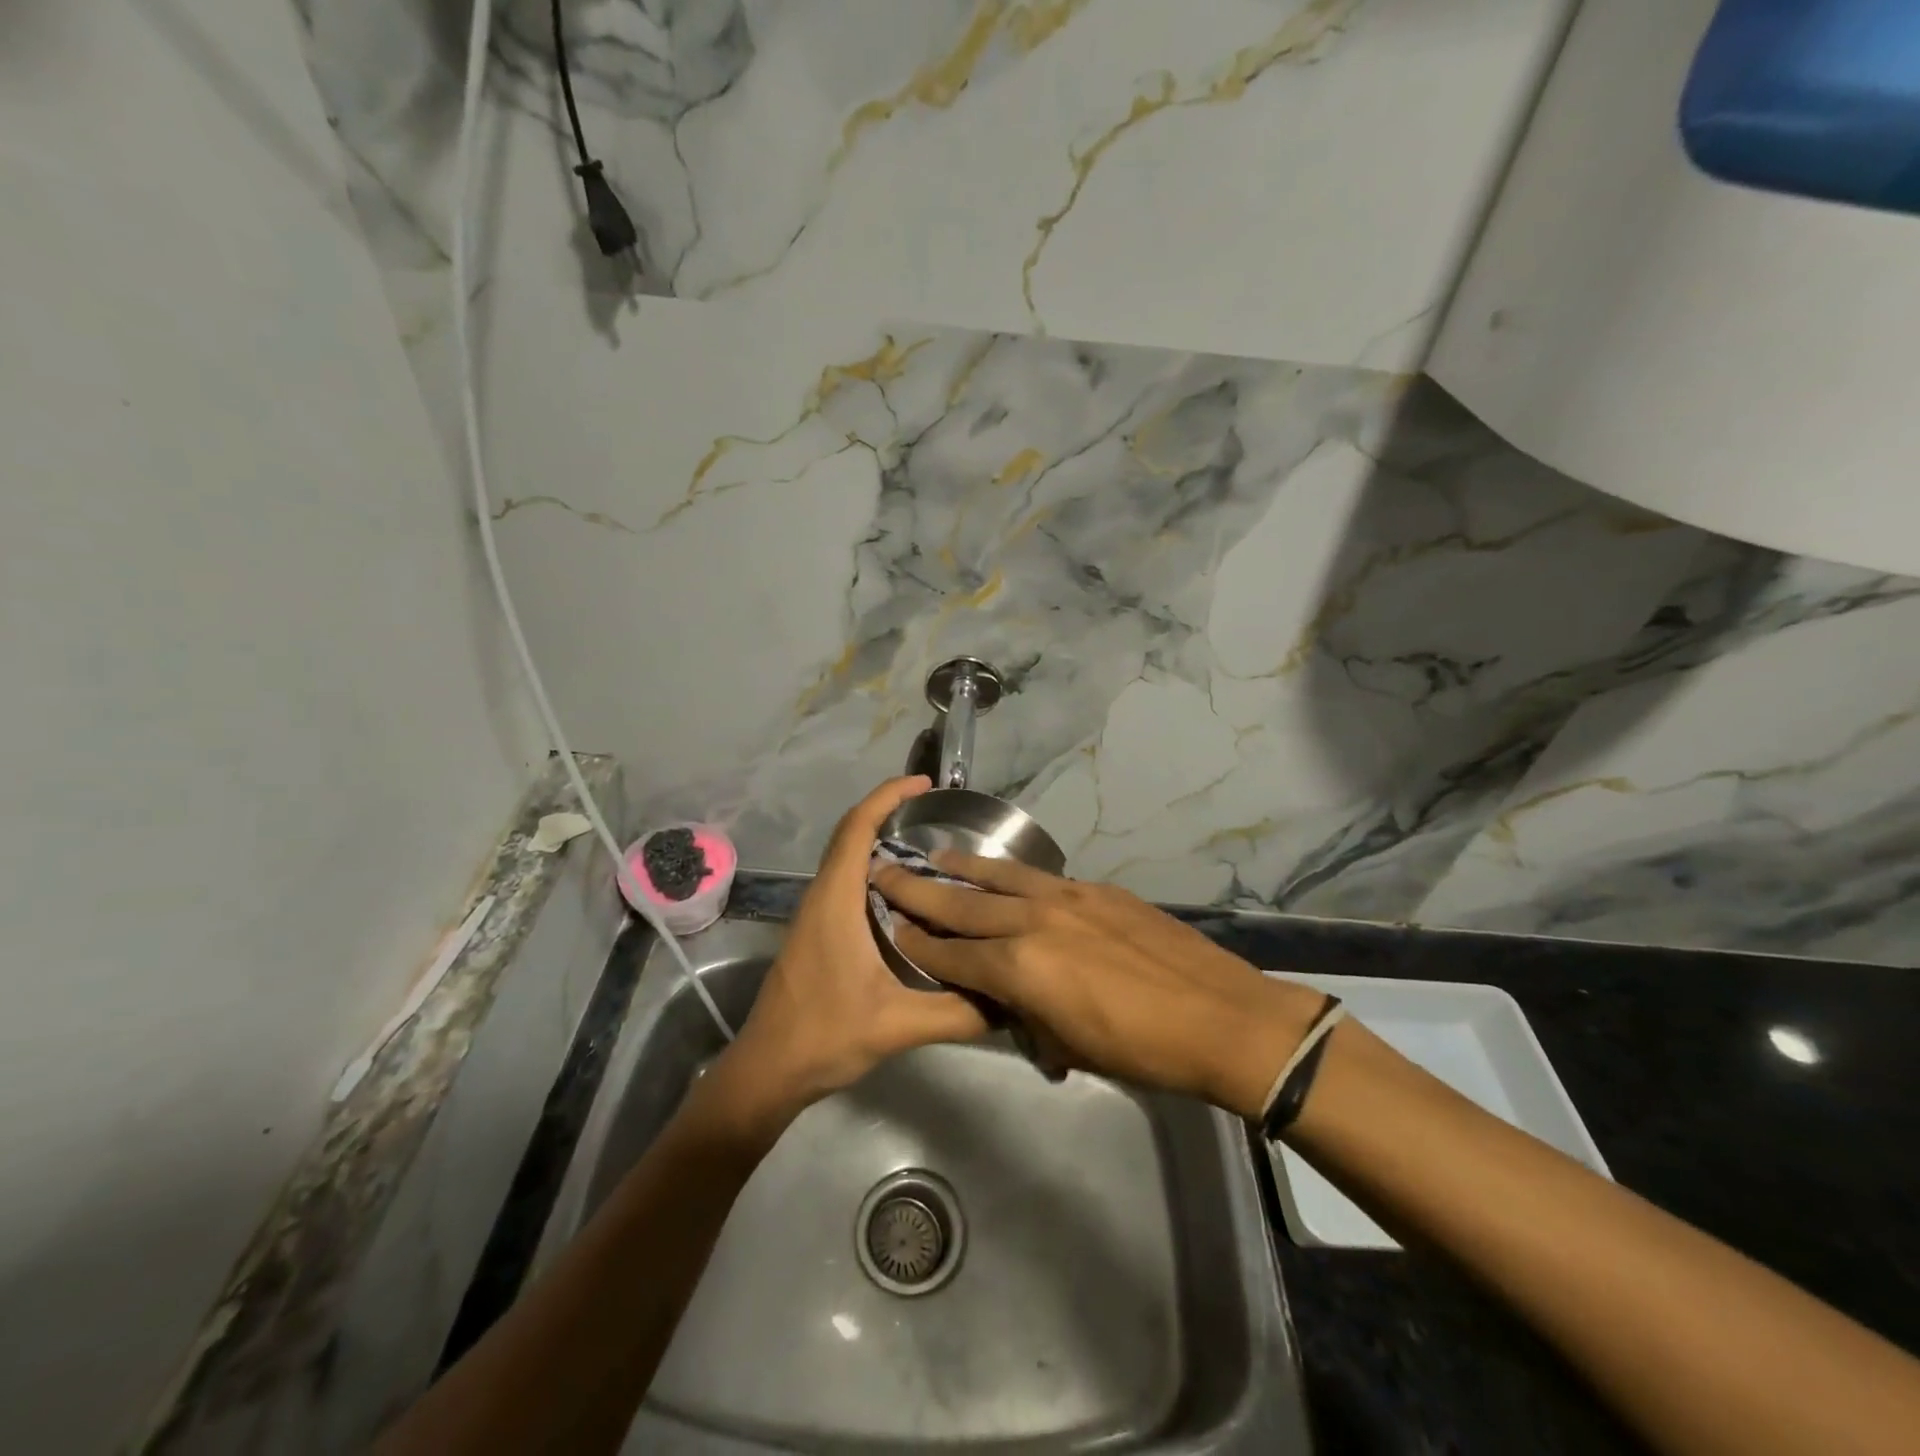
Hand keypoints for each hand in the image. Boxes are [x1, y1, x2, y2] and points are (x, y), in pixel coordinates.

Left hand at [702, 778, 988, 1139]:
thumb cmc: (825, 1037)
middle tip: (936, 813)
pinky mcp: (815, 932)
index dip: (887, 796)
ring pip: (846, 859)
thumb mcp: (898, 1025)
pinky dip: (873, 870)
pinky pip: (845, 882)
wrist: (767, 1071)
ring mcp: (814, 914)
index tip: (924, 784)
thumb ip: (958, 1012)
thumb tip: (1010, 999)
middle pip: (850, 834)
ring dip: (880, 841)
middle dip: (888, 811)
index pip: (857, 828)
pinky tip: (907, 896)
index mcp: (835, 901)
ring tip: (929, 848)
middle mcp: (821, 897)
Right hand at [875, 853, 1321, 1118]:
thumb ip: (1032, 1019)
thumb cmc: (1142, 1050)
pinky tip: (1004, 873)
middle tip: (886, 874)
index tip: (890, 927)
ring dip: (963, 869)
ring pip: (1000, 877)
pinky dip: (1011, 875)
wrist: (1221, 1016)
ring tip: (935, 856)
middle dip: (920, 893)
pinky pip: (1040, 877)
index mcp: (1020, 968)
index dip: (918, 945)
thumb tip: (1018, 1009)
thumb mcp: (1072, 1047)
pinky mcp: (1096, 889)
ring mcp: (1067, 897)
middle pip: (964, 905)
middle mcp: (1033, 921)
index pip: (952, 955)